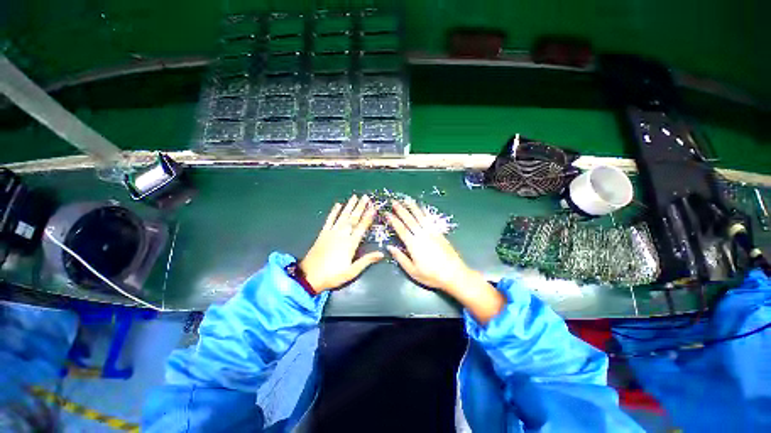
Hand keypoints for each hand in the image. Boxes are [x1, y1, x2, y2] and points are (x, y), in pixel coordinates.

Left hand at [300, 195, 383, 291]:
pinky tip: (337, 205)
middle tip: (366, 197)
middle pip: (353, 218)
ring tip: (355, 197)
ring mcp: (331, 232)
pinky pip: (329, 220)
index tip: (374, 207)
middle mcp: (342, 235)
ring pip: (342, 216)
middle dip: (360, 207)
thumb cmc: (332, 275)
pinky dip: (333, 212)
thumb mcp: (352, 272)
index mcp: (350, 243)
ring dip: (349, 206)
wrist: (309, 276)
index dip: (368, 216)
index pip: (362, 227)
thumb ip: (366, 261)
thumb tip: (382, 253)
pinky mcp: (323, 233)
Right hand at [384, 200, 472, 293]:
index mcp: (413, 245)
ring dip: (412, 207)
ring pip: (420, 217)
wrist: (454, 274)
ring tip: (406, 200)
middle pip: (410, 220)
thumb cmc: (431, 275)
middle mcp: (422, 236)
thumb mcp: (413, 271)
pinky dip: (424, 212)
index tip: (387, 213)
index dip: (393, 221)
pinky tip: (421, 208)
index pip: (401, 230)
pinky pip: (430, 220)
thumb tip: (390, 247)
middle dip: (401, 210)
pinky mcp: (439, 233)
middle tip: (394, 201)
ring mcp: (431, 233)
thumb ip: (400, 258)